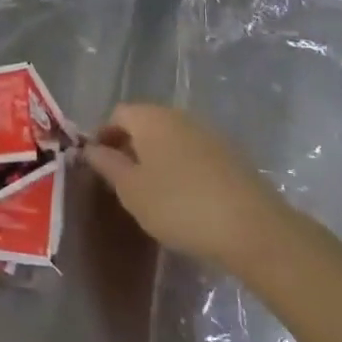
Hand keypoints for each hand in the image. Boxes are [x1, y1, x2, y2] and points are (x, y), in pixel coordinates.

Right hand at [84, 103, 283, 271]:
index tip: (99, 166)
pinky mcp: (229, 154)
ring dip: (156, 157)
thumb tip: (90, 147)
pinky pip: (193, 152)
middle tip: (123, 181)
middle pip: (145, 123)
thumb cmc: (178, 205)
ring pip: (170, 138)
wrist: (251, 227)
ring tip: (152, 192)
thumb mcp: (131, 190)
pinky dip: (180, 167)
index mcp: (150, 118)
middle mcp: (179, 116)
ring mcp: (208, 133)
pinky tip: (183, 197)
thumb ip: (107, 165)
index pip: (118, 114)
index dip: (103, 136)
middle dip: (130, 146)